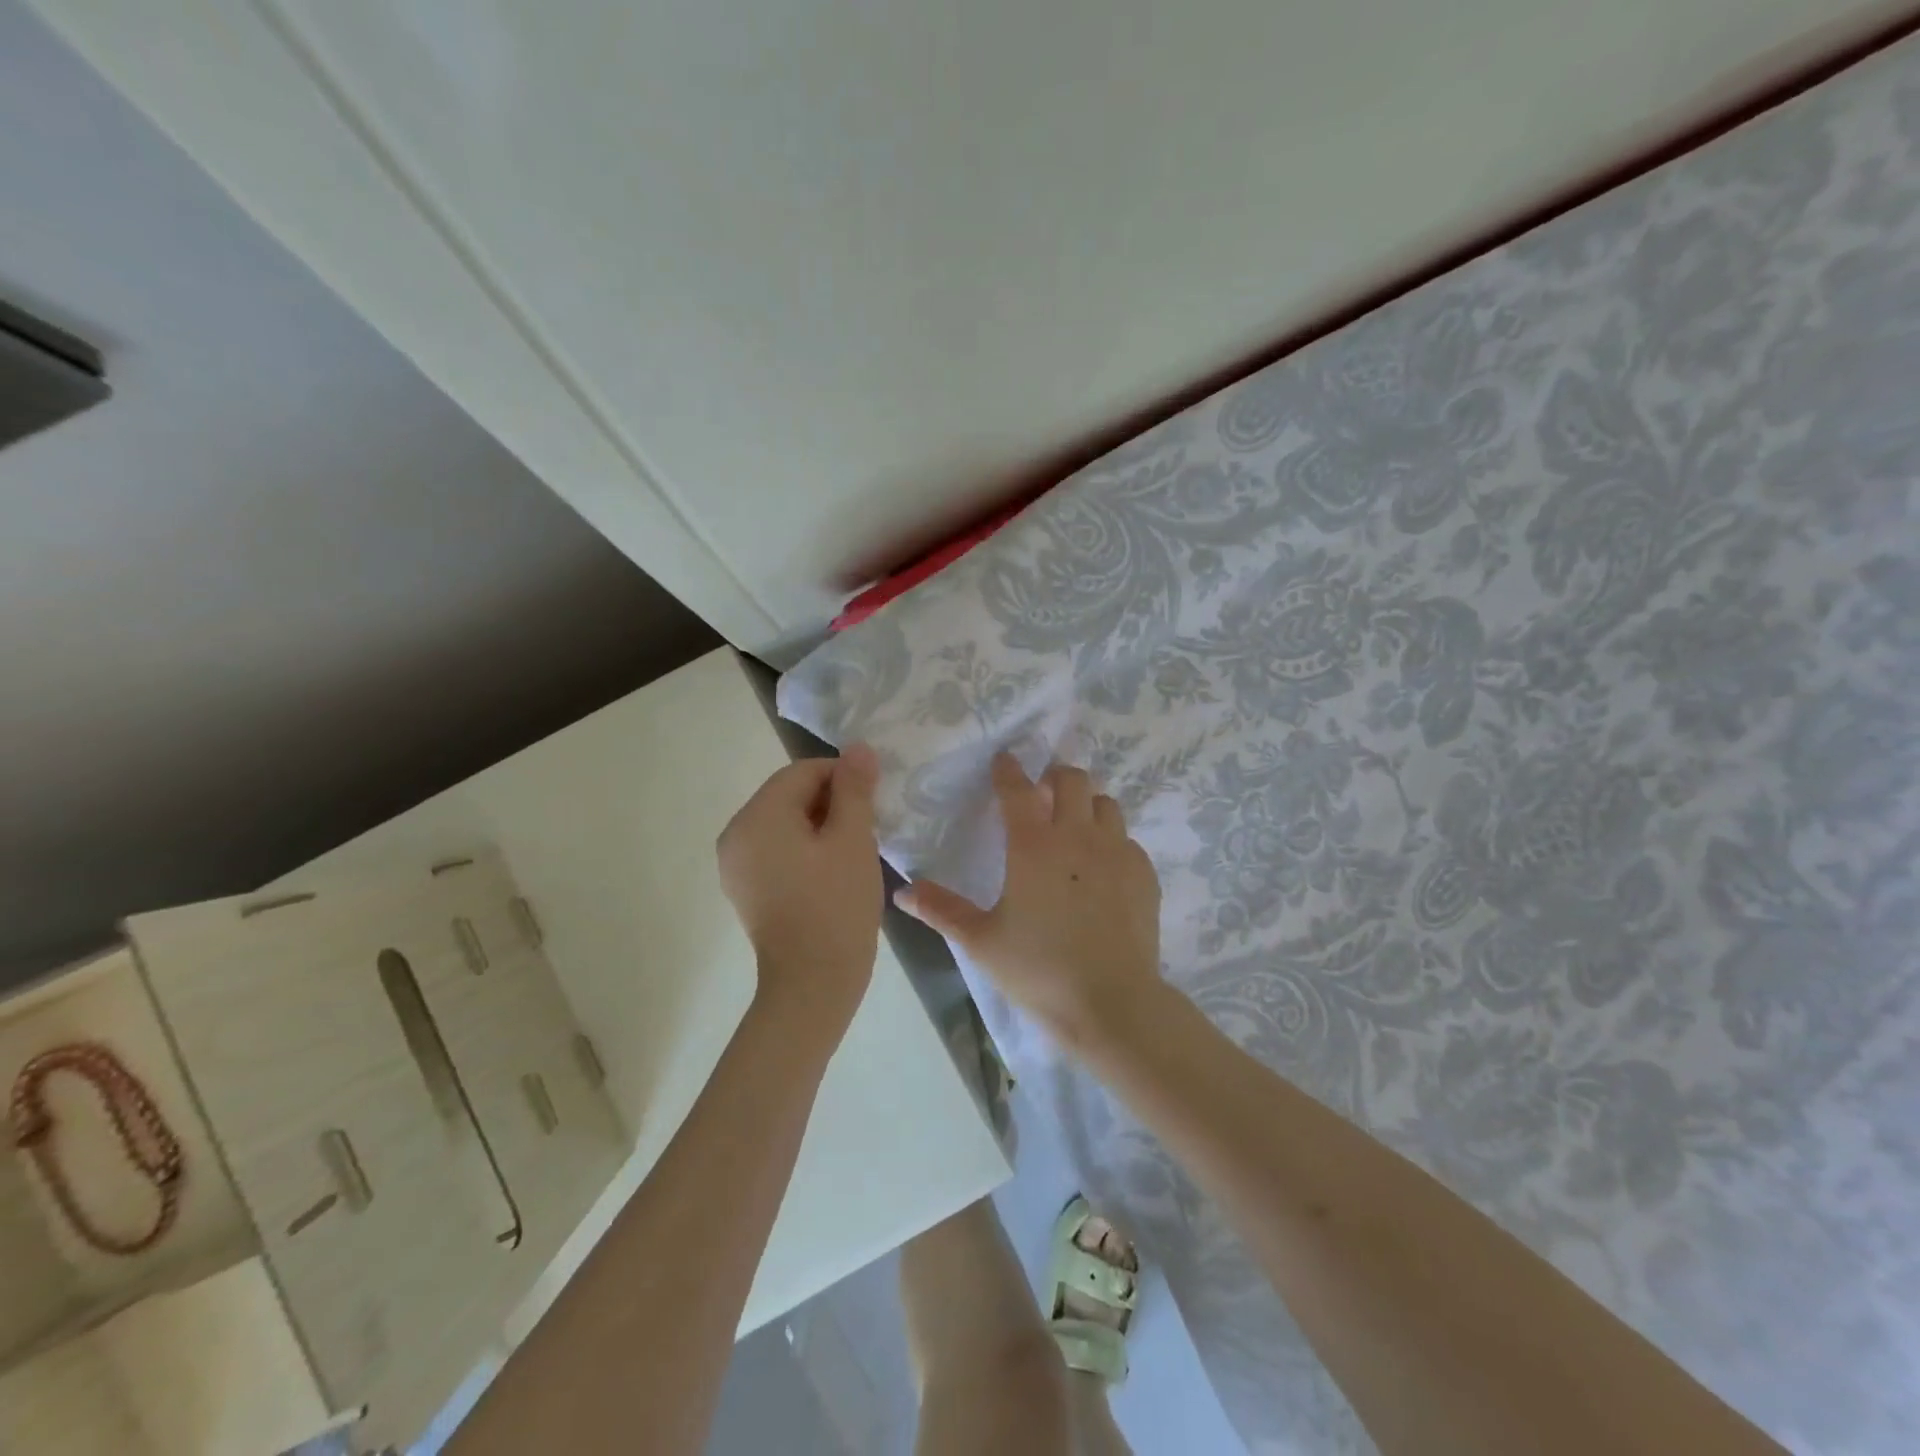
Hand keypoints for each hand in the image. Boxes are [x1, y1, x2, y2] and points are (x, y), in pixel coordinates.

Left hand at [717, 744, 883, 1047]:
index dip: (842, 777)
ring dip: (819, 826)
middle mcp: (736, 834)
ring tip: (852, 852)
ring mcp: (735, 864)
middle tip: (867, 829)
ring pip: (784, 823)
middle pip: (789, 795)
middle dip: (831, 802)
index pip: (802, 772)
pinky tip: (830, 872)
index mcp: (758, 816)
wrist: (812, 984)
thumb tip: (858, 748)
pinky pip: (776, 850)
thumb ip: (854, 789)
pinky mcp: (744, 888)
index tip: (873, 800)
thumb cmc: (836, 906)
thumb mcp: (852, 840)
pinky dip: (803, 849)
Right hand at [895, 754, 1162, 1047]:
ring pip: (1105, 803)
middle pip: (1072, 779)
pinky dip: (1112, 840)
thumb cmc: (1038, 969)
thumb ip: (941, 909)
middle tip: (1042, 794)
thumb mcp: (981, 940)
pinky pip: (1127, 839)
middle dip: (1055, 777)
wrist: (1111, 1003)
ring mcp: (1117, 852)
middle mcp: (1078, 836)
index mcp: (1034, 845)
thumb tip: (902, 891)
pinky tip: (1103, 868)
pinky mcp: (1144, 873)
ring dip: (1087, 804)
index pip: (1018, 789)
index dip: (1008, 770)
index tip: (1004, 759)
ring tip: (1074, 826)